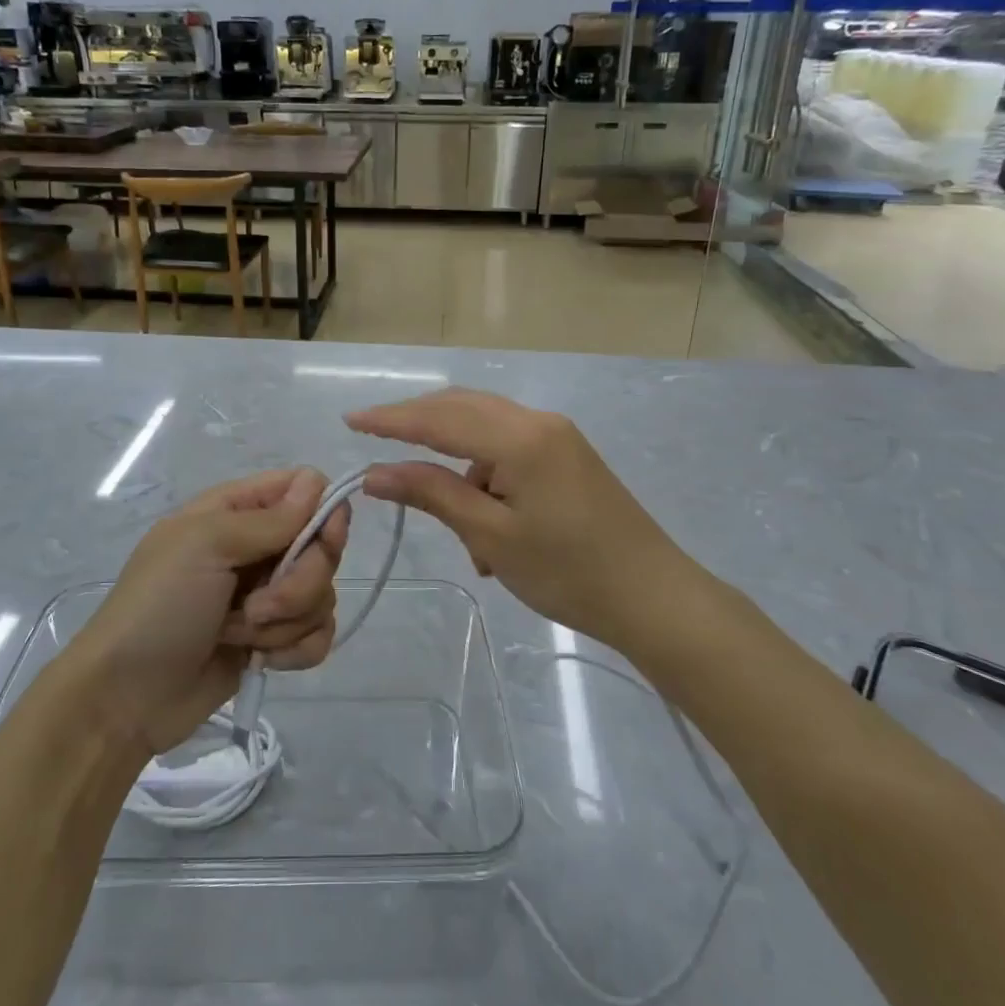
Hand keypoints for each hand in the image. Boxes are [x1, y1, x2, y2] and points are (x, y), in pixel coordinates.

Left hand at [70, 468, 348, 754]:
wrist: (126, 697)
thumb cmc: (158, 607)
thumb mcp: (205, 546)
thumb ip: (268, 519)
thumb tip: (319, 484)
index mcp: (236, 511)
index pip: (305, 489)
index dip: (324, 512)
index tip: (323, 541)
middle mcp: (258, 547)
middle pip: (323, 546)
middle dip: (300, 583)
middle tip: (257, 606)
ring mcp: (267, 595)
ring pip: (322, 594)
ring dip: (286, 622)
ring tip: (238, 635)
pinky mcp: (273, 639)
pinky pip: (318, 634)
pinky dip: (294, 650)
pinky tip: (262, 660)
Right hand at [349, 389, 692, 649]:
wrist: (654, 597)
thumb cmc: (568, 572)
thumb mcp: (491, 535)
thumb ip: (432, 493)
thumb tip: (377, 472)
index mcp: (520, 437)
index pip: (439, 417)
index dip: (391, 419)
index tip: (350, 421)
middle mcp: (539, 422)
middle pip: (463, 408)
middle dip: (418, 425)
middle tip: (376, 442)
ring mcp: (558, 437)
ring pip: (486, 431)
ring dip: (458, 466)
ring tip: (462, 533)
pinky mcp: (568, 456)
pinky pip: (510, 451)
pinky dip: (486, 478)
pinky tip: (489, 528)